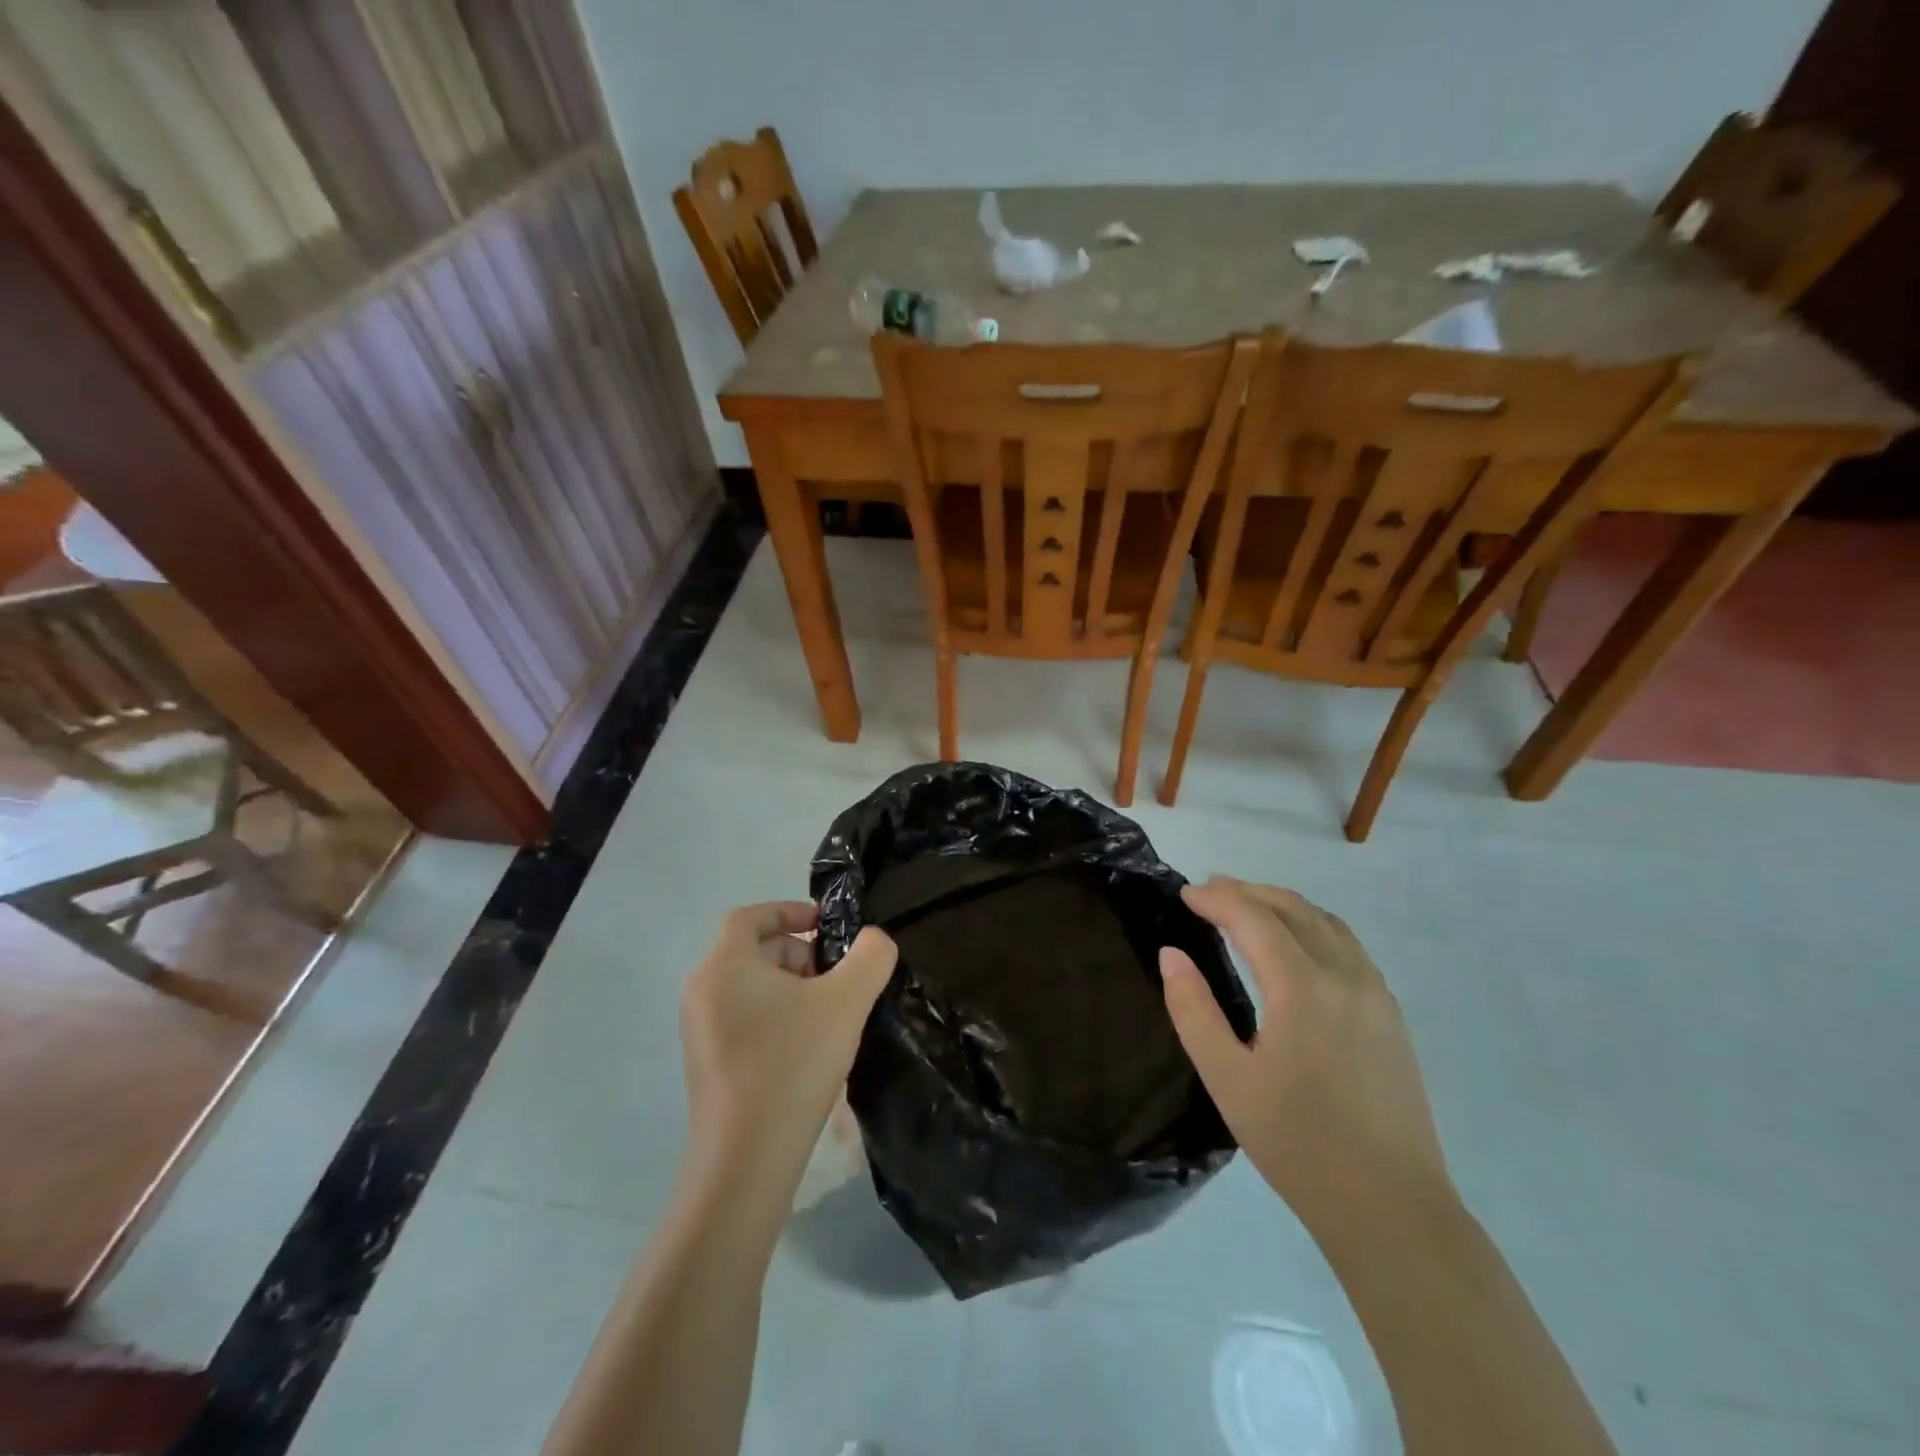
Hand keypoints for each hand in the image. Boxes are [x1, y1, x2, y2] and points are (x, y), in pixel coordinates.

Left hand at [680, 903, 896, 1198]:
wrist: (746, 1160)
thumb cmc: (792, 1063)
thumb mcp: (846, 1001)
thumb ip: (870, 957)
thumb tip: (875, 941)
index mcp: (724, 966)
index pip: (750, 916)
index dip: (789, 910)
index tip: (825, 925)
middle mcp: (703, 992)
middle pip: (753, 951)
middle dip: (799, 954)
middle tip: (836, 977)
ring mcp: (700, 1032)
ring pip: (751, 988)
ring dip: (792, 988)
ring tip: (829, 1016)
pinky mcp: (708, 1066)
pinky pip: (744, 1020)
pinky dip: (777, 1018)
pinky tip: (809, 1050)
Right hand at [1159, 877, 1451, 1235]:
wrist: (1391, 1207)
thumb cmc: (1298, 1145)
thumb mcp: (1227, 1080)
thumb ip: (1193, 1010)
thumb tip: (1172, 955)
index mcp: (1302, 987)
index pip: (1253, 917)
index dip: (1216, 899)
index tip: (1184, 895)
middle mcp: (1345, 976)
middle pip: (1293, 908)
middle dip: (1248, 892)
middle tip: (1209, 892)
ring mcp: (1376, 994)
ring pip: (1326, 922)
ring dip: (1282, 904)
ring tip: (1248, 907)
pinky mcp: (1391, 1016)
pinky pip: (1348, 946)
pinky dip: (1312, 925)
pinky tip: (1296, 945)